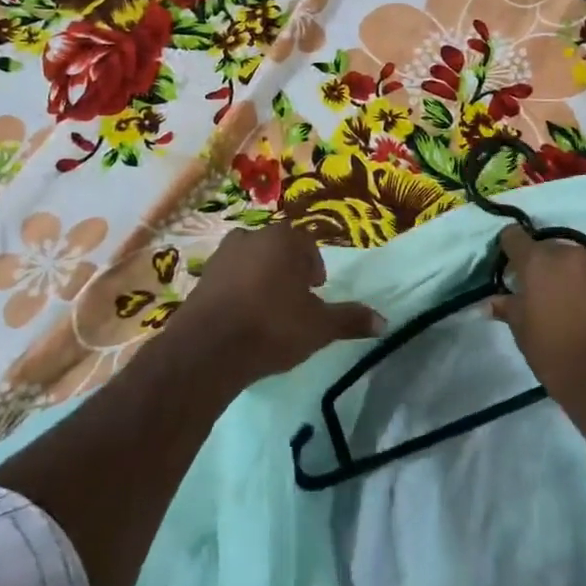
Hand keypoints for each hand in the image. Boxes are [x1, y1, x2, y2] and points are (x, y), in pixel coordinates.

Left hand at [159, 224, 383, 391]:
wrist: (208, 348)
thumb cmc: (272, 326)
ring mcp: (221, 256)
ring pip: (250, 261)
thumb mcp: (319, 327)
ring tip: (268, 310)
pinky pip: (228, 279)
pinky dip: (237, 292)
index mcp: (284, 239)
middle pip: (277, 249)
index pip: (307, 244)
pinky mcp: (200, 278)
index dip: (314, 268)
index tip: (316, 291)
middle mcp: (251, 237)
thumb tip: (384, 322)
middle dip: (287, 270)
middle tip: (294, 300)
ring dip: (261, 278)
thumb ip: (350, 320)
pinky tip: (242, 318)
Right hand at [491, 226, 585, 407]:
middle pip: (551, 250)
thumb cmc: (556, 354)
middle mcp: (573, 256)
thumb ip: (509, 309)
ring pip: (579, 266)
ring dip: (571, 279)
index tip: (508, 265)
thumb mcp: (523, 333)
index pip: (515, 237)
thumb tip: (493, 302)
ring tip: (569, 309)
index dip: (509, 247)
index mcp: (540, 262)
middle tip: (539, 295)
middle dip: (543, 267)